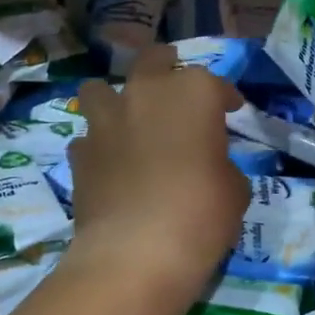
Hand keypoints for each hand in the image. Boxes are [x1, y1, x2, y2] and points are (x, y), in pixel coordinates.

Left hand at [65, 45, 248, 298]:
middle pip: (153, 61)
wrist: (135, 253)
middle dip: (166, 68)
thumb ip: (222, 165)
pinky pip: (88, 137)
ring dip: (114, 98)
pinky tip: (109, 164)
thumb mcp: (234, 190)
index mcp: (192, 93)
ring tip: (127, 119)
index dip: (225, 97)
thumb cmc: (200, 215)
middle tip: (176, 89)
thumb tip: (210, 166)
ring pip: (100, 89)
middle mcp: (145, 93)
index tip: (231, 110)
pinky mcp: (79, 153)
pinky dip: (99, 145)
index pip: (214, 83)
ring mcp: (105, 121)